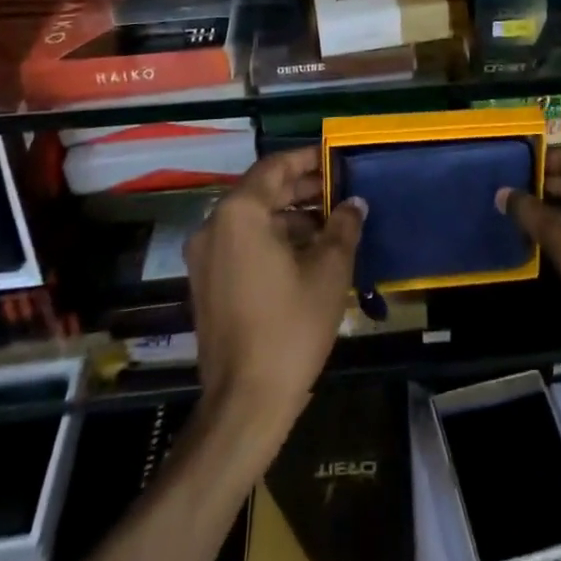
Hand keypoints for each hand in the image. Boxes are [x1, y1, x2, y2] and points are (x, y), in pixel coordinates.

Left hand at [184, 147, 365, 429]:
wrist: (245, 403)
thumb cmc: (291, 327)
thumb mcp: (329, 271)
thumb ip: (343, 226)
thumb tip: (355, 203)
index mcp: (240, 213)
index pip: (276, 166)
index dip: (308, 159)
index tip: (337, 158)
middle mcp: (214, 226)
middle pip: (262, 191)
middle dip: (303, 188)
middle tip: (341, 190)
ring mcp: (205, 256)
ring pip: (253, 218)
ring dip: (290, 215)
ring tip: (332, 223)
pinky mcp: (207, 282)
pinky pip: (242, 243)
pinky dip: (273, 238)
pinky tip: (308, 253)